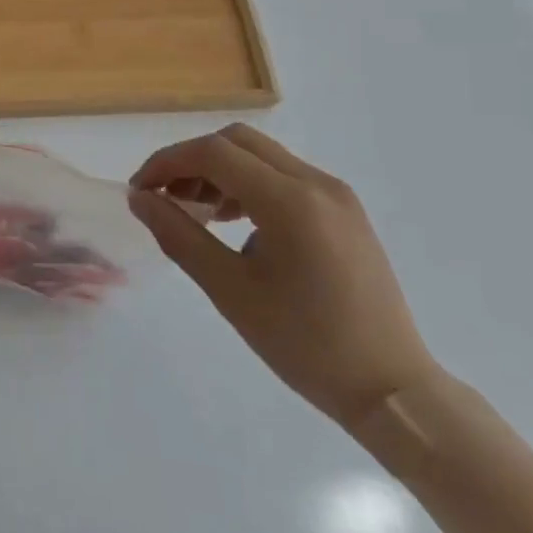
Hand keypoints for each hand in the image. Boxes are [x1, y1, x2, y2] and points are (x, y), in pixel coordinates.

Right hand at [129, 123, 437, 428]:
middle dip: (192, 161)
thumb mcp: (230, 291)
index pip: (213, 153)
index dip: (167, 162)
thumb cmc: (305, 345)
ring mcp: (336, 195)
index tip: (140, 191)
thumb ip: (179, 236)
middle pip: (237, 142)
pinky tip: (236, 223)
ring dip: (220, 171)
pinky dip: (250, 185)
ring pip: (261, 156)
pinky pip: (285, 177)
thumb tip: (140, 198)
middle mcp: (316, 183)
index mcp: (290, 201)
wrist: (392, 390)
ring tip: (196, 212)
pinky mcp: (345, 211)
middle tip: (165, 197)